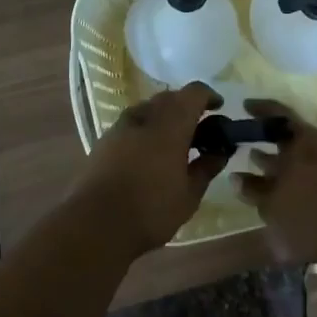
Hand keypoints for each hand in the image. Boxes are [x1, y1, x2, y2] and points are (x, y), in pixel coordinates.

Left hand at [74, 83, 230, 256]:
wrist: (94, 224)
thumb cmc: (150, 209)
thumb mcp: (189, 194)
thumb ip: (207, 167)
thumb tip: (221, 151)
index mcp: (171, 122)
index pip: (194, 92)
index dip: (209, 96)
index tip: (219, 109)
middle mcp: (146, 114)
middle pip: (171, 98)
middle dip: (187, 109)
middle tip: (200, 133)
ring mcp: (121, 125)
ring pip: (149, 109)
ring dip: (165, 119)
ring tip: (174, 146)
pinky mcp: (104, 139)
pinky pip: (133, 124)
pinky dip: (146, 131)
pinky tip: (149, 157)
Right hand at [233, 100, 316, 262]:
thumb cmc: (310, 217)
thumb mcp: (272, 207)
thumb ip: (253, 189)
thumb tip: (236, 177)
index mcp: (302, 139)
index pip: (278, 113)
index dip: (260, 108)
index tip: (244, 106)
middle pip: (290, 133)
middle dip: (267, 138)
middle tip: (246, 141)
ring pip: (302, 151)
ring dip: (280, 157)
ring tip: (258, 163)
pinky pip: (314, 165)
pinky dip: (295, 170)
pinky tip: (284, 186)